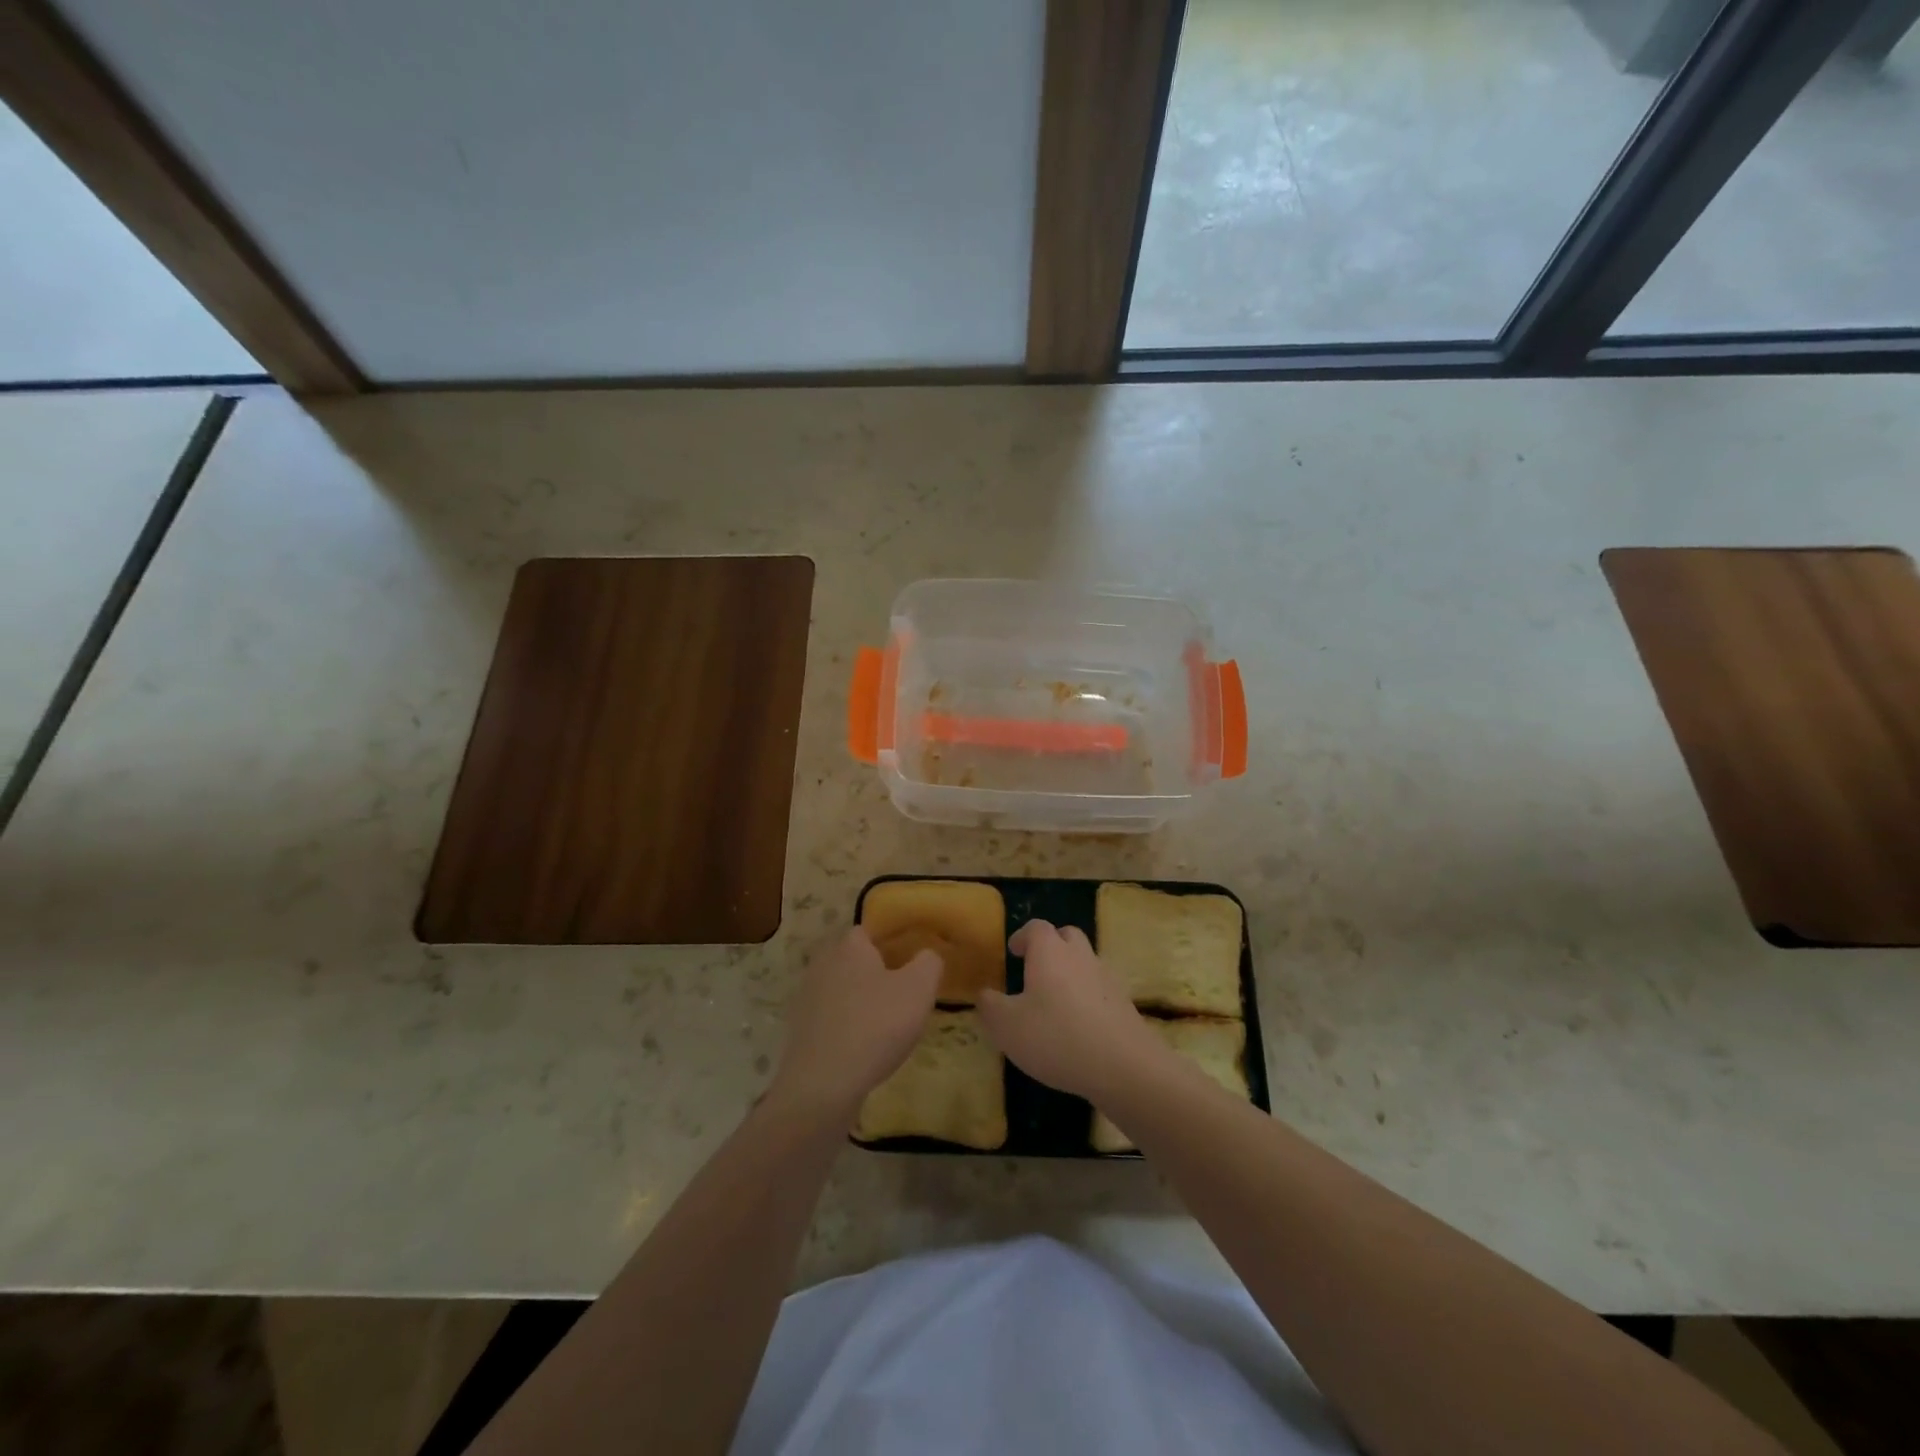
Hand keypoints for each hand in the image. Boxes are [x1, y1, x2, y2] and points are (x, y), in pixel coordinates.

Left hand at [770, 928, 942, 1123]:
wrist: (823, 1084)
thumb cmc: (875, 1026)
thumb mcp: (919, 989)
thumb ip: (929, 962)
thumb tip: (927, 955)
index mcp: (849, 946)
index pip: (870, 930)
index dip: (892, 942)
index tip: (911, 962)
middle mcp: (823, 963)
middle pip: (854, 959)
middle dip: (876, 971)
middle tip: (903, 992)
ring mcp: (807, 997)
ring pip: (842, 988)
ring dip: (861, 1000)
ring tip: (887, 1022)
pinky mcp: (800, 1030)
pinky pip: (831, 1017)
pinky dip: (847, 1025)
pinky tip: (864, 1045)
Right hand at [978, 919, 1166, 1103]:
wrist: (1123, 1066)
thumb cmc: (1056, 1037)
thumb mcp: (1007, 1026)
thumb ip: (990, 1006)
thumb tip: (985, 994)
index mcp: (1050, 952)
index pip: (1036, 927)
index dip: (1023, 936)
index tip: (1014, 951)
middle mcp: (1080, 956)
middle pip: (1067, 936)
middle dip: (1051, 946)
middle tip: (1035, 969)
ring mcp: (1107, 978)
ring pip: (1086, 962)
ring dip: (1071, 972)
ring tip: (1055, 1000)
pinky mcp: (1125, 1003)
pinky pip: (1101, 989)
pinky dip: (1088, 997)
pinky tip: (1079, 1025)